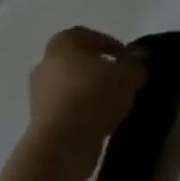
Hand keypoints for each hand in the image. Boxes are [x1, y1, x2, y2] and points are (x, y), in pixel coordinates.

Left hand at [26, 27, 146, 180]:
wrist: (61, 144)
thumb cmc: (93, 95)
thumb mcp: (126, 75)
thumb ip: (135, 65)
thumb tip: (140, 58)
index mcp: (62, 42)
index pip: (89, 36)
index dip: (111, 45)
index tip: (127, 60)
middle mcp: (45, 63)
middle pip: (78, 62)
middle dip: (99, 71)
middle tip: (121, 82)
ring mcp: (39, 94)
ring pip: (71, 89)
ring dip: (90, 95)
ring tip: (114, 107)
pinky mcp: (40, 123)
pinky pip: (67, 112)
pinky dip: (82, 115)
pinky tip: (100, 125)